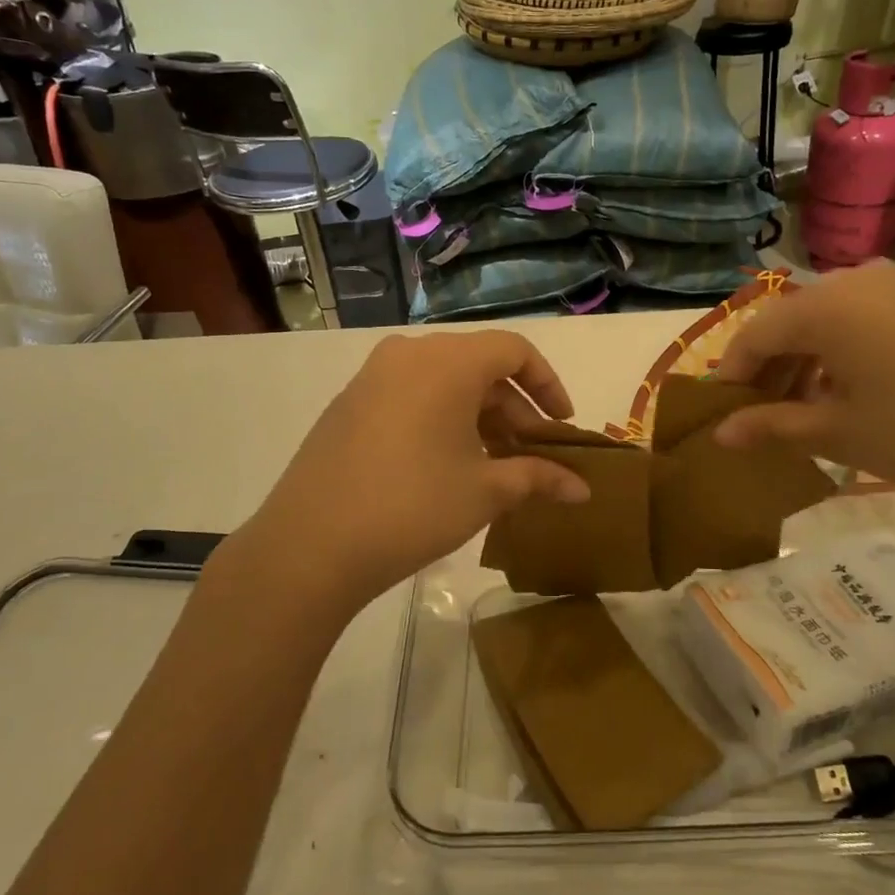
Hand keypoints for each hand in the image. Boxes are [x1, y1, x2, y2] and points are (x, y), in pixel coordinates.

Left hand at [232, 331, 589, 612]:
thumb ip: (539, 478)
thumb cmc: (413, 507)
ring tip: (493, 465)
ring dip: (478, 417)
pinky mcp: (349, 403)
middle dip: (513, 409)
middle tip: (530, 455)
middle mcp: (409, 354)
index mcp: (447, 361)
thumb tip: (583, 490)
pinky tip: (446, 465)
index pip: (514, 350)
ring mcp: (372, 377)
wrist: (310, 545)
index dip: (548, 384)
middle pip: (479, 366)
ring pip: (444, 382)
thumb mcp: (485, 492)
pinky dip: (442, 419)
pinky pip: (411, 395)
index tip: (562, 425)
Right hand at [713, 261, 894, 503]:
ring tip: (797, 412)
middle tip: (756, 419)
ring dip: (800, 363)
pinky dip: (835, 354)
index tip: (720, 416)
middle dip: (765, 370)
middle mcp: (851, 282)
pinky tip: (841, 394)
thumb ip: (771, 426)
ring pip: (821, 322)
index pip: (753, 335)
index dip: (731, 376)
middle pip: (786, 323)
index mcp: (823, 306)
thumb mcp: (837, 434)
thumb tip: (719, 434)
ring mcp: (891, 288)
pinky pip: (855, 321)